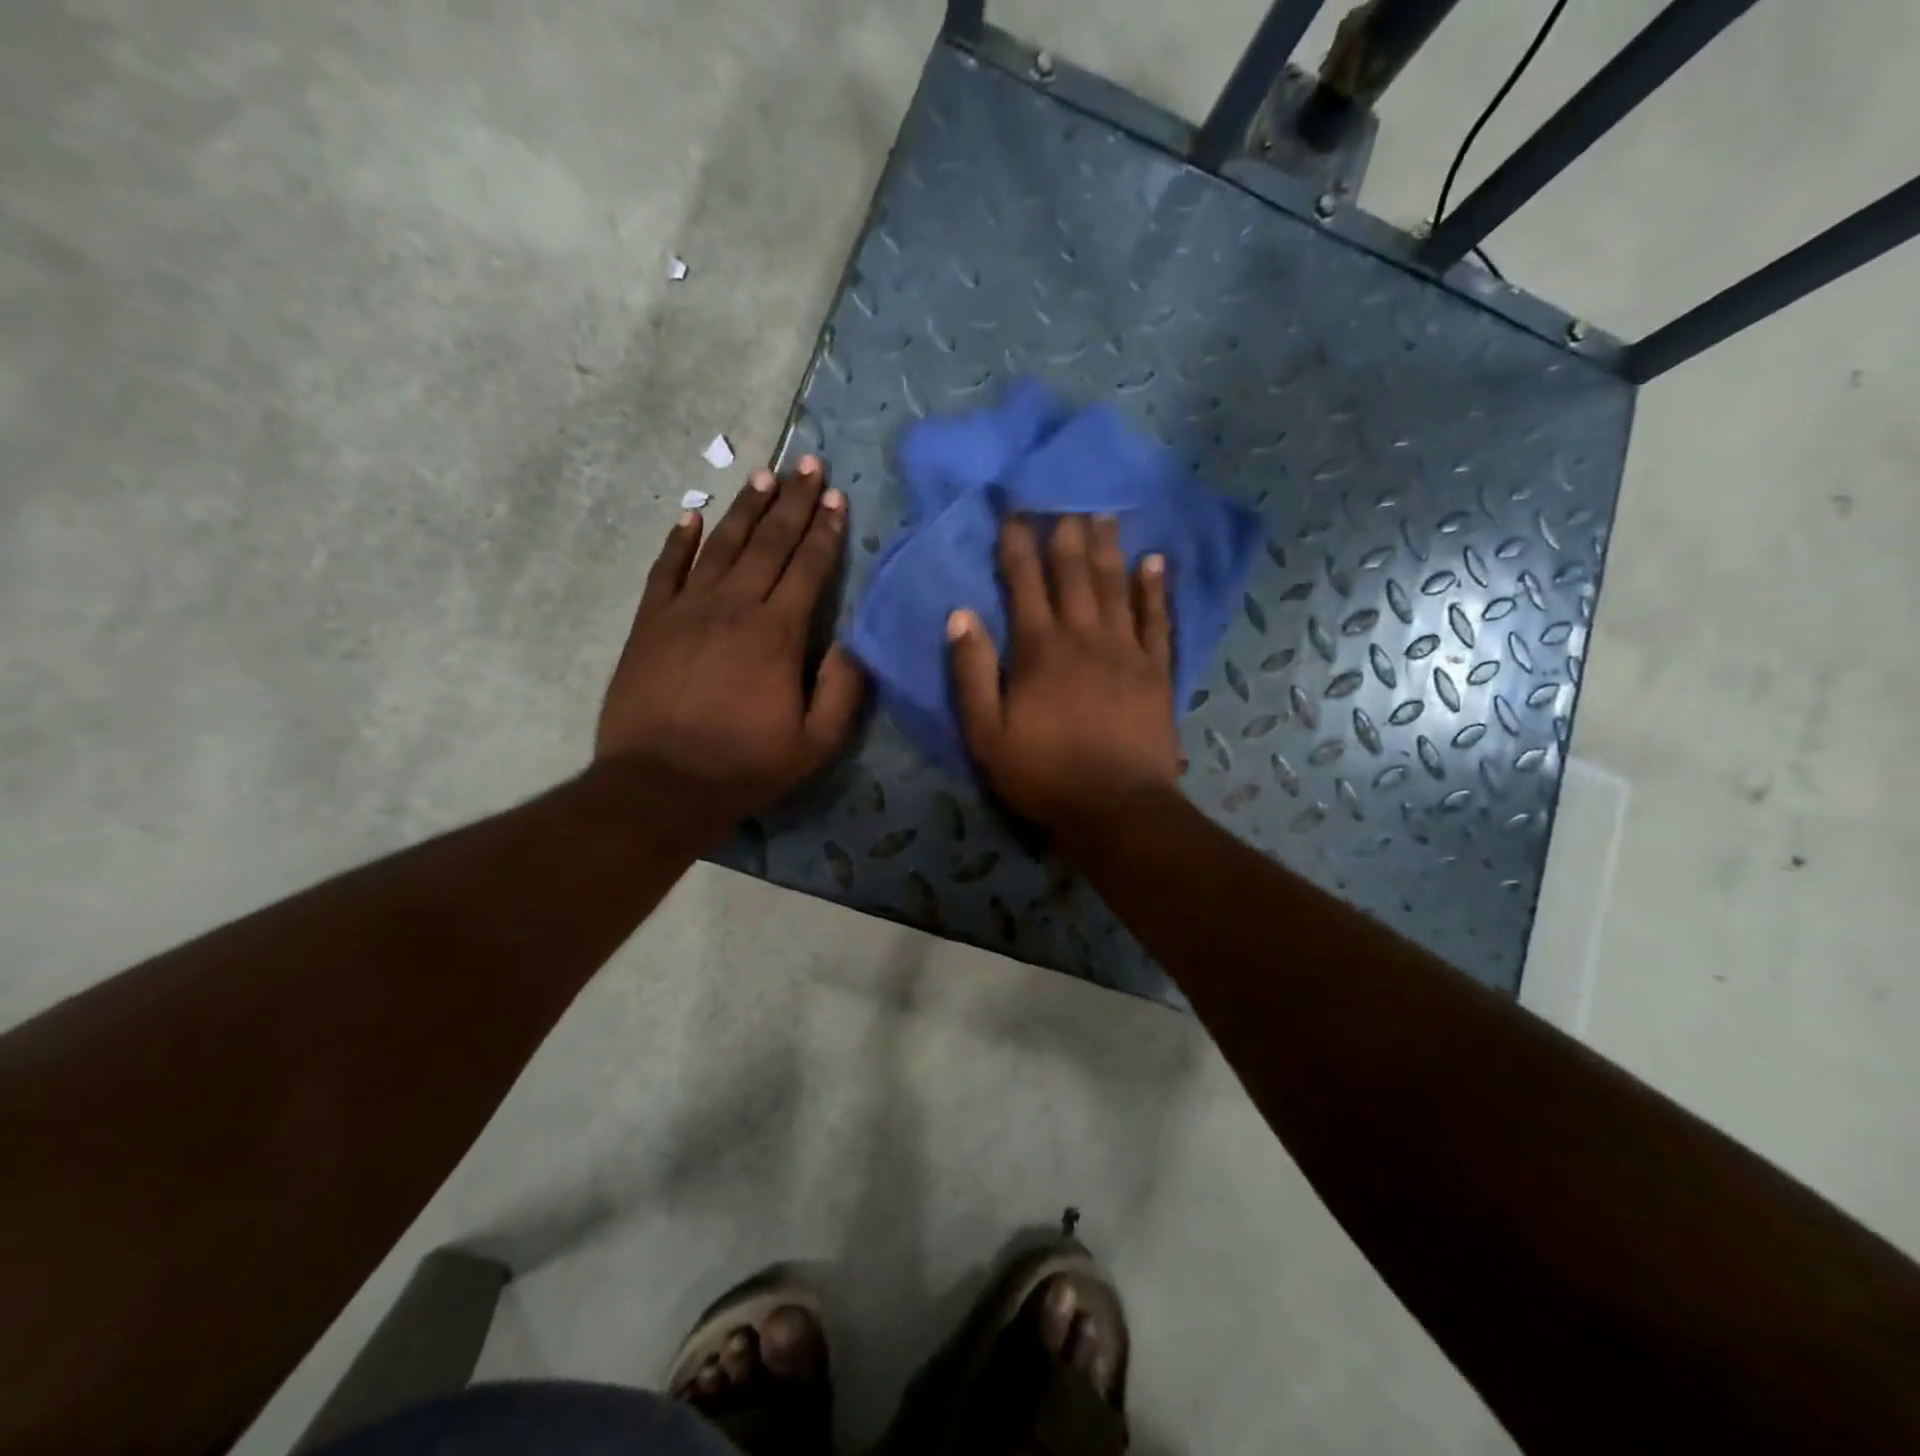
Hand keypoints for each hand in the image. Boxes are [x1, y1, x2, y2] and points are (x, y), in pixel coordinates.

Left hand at [597, 456, 865, 838]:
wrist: (659, 785)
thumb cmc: (744, 765)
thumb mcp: (815, 743)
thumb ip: (842, 690)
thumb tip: (856, 644)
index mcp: (778, 632)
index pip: (807, 567)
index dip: (824, 530)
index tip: (835, 496)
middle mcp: (734, 606)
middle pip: (768, 542)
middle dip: (791, 500)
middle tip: (806, 462)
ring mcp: (686, 609)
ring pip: (721, 545)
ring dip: (745, 509)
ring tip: (762, 475)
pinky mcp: (650, 622)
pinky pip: (667, 568)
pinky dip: (680, 539)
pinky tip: (692, 514)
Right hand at [947, 515, 1180, 842]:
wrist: (1116, 808)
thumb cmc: (1043, 774)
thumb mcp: (986, 734)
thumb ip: (972, 673)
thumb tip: (960, 615)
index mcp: (1039, 650)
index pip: (1024, 583)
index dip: (1017, 544)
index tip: (1012, 510)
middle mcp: (1084, 636)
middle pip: (1074, 572)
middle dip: (1065, 531)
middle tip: (1064, 493)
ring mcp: (1126, 650)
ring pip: (1115, 585)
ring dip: (1108, 546)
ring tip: (1104, 512)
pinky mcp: (1157, 669)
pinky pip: (1157, 619)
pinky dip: (1155, 588)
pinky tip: (1154, 561)